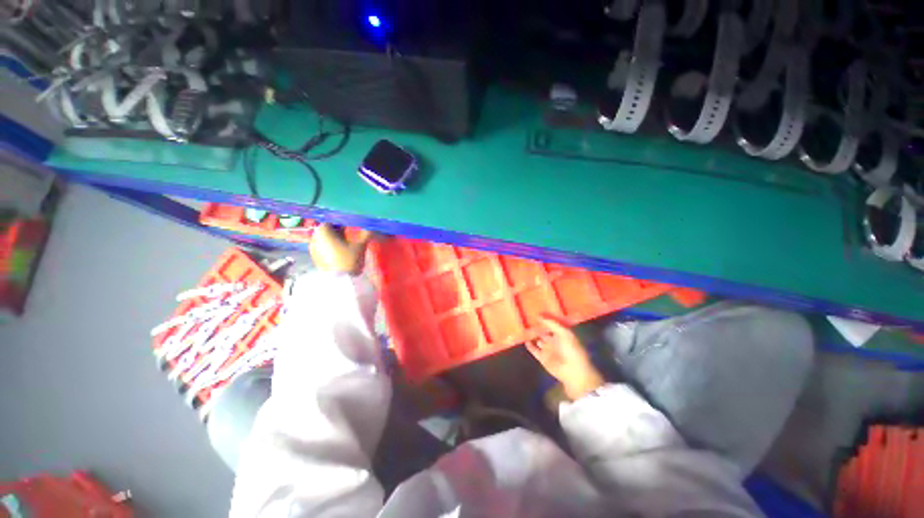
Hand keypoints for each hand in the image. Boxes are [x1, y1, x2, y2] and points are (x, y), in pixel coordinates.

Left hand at [309, 223, 373, 274]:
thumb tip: (371, 228)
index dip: (342, 225)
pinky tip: (340, 257)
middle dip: (337, 234)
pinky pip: (323, 250)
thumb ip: (366, 235)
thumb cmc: (348, 259)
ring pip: (324, 241)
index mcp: (323, 231)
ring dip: (334, 242)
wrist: (340, 281)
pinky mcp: (315, 259)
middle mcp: (315, 238)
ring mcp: (313, 250)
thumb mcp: (360, 246)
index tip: (351, 230)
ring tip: (346, 248)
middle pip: (327, 232)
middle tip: (349, 239)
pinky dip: (330, 251)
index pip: (332, 222)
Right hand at [526, 315, 604, 400]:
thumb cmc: (572, 350)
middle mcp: (555, 341)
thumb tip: (539, 315)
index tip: (537, 310)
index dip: (546, 319)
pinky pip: (534, 350)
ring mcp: (549, 350)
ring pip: (539, 340)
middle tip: (527, 317)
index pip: (553, 324)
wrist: (573, 372)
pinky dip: (529, 346)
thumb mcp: (564, 333)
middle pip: (545, 332)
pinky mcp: (543, 358)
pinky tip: (524, 339)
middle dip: (538, 326)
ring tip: (523, 327)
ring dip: (533, 335)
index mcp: (563, 334)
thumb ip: (551, 323)